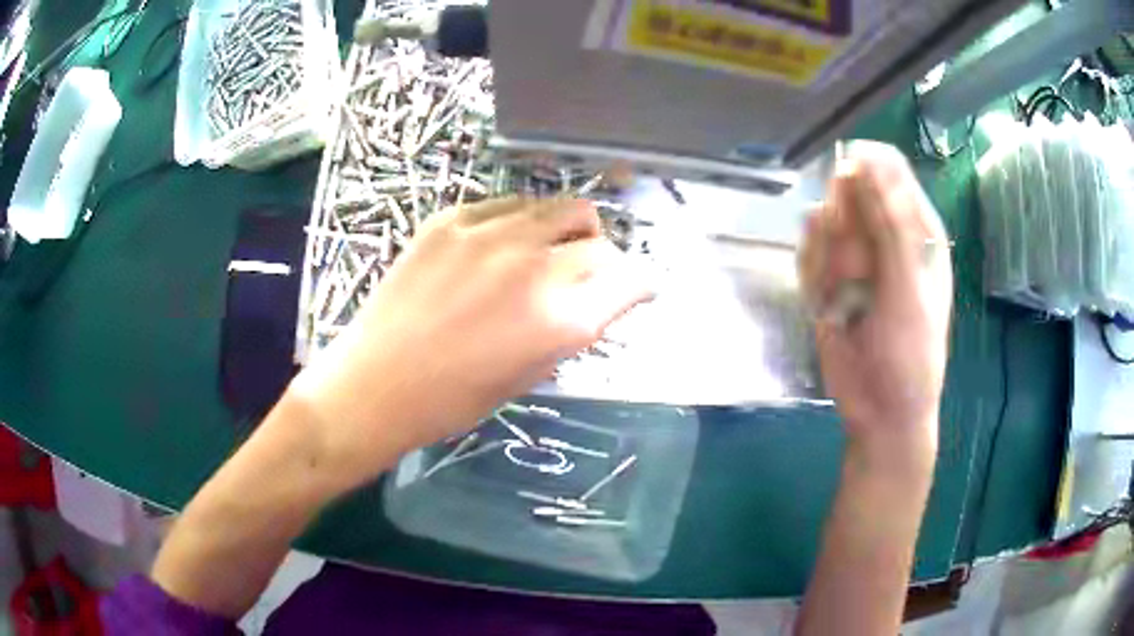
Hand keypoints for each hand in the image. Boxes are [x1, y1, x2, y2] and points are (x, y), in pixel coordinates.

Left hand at [288, 197, 651, 488]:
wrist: (377, 383)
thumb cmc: (454, 399)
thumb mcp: (529, 375)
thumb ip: (570, 329)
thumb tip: (594, 299)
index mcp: (561, 322)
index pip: (630, 281)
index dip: (640, 284)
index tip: (636, 287)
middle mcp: (535, 268)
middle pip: (599, 242)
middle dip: (605, 259)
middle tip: (587, 271)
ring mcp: (491, 236)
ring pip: (560, 207)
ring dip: (568, 228)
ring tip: (550, 246)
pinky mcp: (453, 220)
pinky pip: (509, 204)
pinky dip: (522, 220)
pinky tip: (504, 241)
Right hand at [799, 142, 951, 470]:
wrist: (880, 411)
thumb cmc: (909, 353)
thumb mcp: (907, 289)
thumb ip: (889, 226)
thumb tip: (863, 161)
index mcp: (916, 228)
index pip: (889, 168)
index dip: (864, 169)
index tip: (846, 188)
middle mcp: (885, 233)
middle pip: (849, 190)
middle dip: (843, 224)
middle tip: (854, 267)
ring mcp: (854, 256)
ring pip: (823, 222)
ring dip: (827, 257)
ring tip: (844, 297)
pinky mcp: (827, 279)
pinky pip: (807, 255)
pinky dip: (812, 277)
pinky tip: (827, 306)